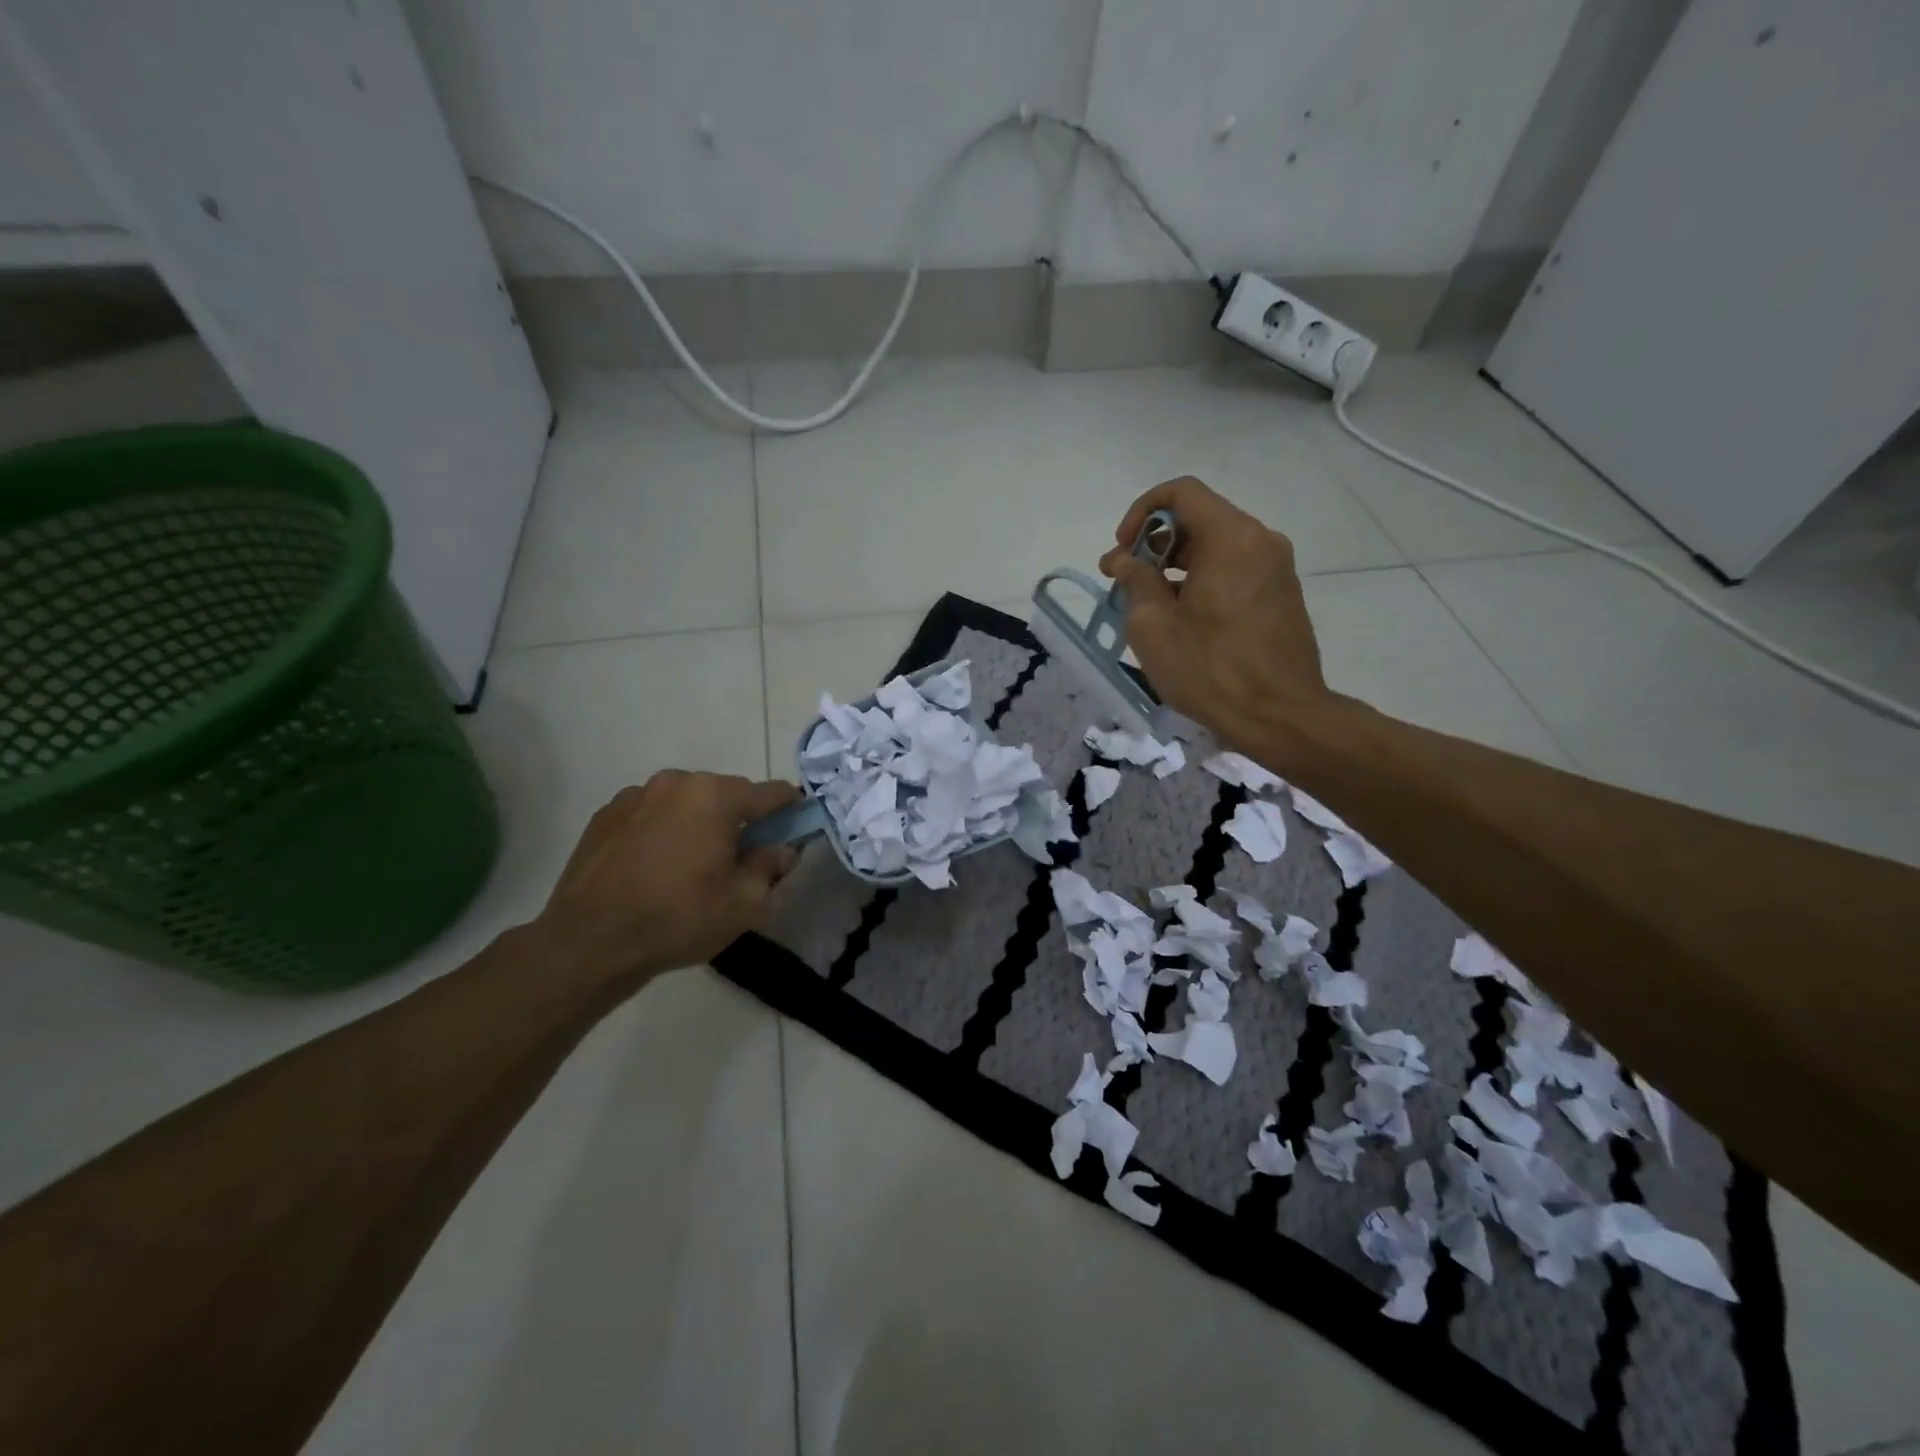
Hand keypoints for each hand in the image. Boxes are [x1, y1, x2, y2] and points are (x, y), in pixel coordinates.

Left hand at [528, 771, 799, 988]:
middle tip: (738, 860)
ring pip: (686, 802)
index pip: (772, 792)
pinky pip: (651, 813)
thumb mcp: (744, 904)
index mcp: (717, 796)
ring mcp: (636, 795)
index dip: (790, 811)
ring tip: (690, 865)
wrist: (588, 942)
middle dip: (739, 820)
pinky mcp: (605, 814)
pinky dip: (662, 830)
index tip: (793, 832)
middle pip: (726, 794)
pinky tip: (654, 867)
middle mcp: (678, 782)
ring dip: (698, 823)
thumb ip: (771, 867)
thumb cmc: (677, 919)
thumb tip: (781, 849)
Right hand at [1099, 476, 1332, 753]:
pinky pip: (1234, 572)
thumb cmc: (1210, 669)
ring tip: (1146, 606)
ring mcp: (1277, 570)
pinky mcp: (1282, 597)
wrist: (1280, 717)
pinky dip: (1202, 582)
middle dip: (1154, 545)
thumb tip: (1124, 561)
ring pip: (1217, 549)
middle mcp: (1261, 542)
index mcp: (1232, 538)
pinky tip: (1182, 620)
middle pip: (1199, 520)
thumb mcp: (1153, 626)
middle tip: (1123, 582)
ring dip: (1175, 567)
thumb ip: (1135, 581)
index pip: (1182, 492)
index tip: (1122, 550)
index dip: (1142, 512)